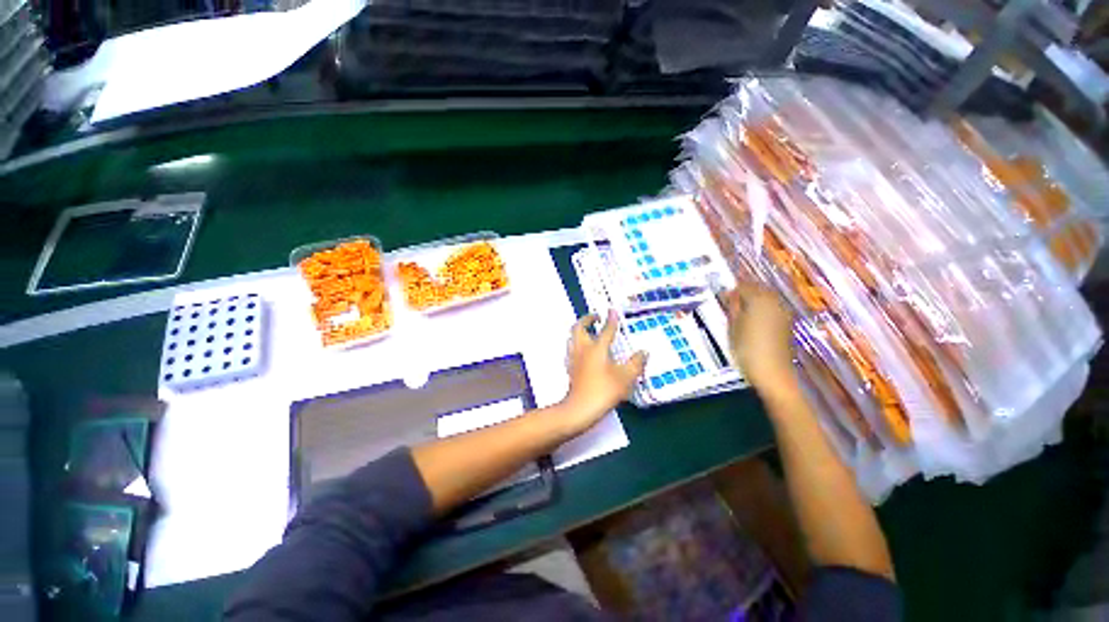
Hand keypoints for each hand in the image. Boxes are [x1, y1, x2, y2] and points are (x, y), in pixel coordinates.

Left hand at [560, 311, 646, 433]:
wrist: (580, 408)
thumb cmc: (604, 390)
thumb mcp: (626, 378)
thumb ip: (636, 363)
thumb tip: (643, 352)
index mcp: (597, 348)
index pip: (606, 330)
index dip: (611, 319)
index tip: (612, 310)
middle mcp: (583, 349)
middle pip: (579, 328)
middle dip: (587, 319)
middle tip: (595, 317)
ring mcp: (574, 358)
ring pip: (572, 337)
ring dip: (580, 330)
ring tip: (588, 330)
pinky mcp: (570, 368)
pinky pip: (571, 349)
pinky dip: (577, 344)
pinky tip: (583, 350)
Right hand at [721, 283, 798, 399]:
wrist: (771, 372)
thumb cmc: (746, 349)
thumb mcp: (732, 327)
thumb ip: (733, 307)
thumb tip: (731, 295)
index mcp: (759, 300)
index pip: (744, 286)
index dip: (732, 289)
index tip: (722, 296)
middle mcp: (774, 302)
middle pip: (759, 289)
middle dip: (745, 291)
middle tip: (730, 301)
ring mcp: (783, 312)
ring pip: (767, 298)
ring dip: (754, 300)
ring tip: (740, 310)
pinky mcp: (786, 323)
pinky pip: (772, 308)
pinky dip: (762, 309)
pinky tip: (752, 319)